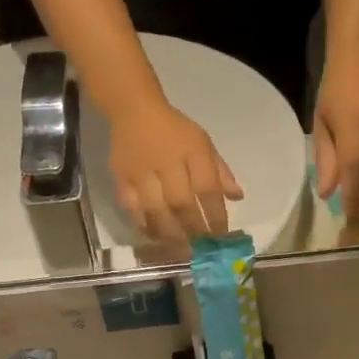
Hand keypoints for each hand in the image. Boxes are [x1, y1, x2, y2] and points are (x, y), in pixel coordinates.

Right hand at [107, 103, 242, 242]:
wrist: (133, 110)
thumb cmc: (175, 130)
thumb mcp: (203, 143)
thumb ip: (220, 171)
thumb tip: (237, 197)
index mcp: (192, 150)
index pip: (207, 188)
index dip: (215, 216)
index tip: (221, 236)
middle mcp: (166, 162)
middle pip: (181, 204)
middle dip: (194, 230)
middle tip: (202, 249)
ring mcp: (141, 172)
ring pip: (156, 210)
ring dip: (171, 233)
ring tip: (181, 248)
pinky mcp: (120, 178)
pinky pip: (131, 207)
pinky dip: (144, 225)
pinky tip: (156, 236)